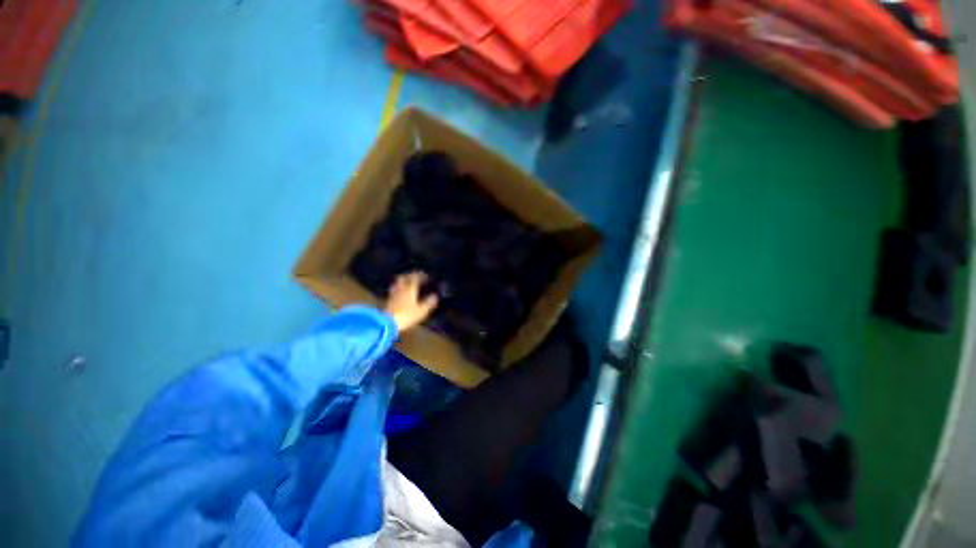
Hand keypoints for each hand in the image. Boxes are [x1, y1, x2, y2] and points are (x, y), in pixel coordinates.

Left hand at [384, 272, 438, 331]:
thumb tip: (435, 296)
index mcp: (410, 289)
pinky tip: (400, 292)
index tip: (426, 276)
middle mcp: (401, 288)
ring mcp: (393, 293)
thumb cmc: (407, 316)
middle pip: (405, 277)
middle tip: (416, 277)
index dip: (421, 275)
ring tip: (408, 283)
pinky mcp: (389, 299)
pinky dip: (398, 287)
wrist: (388, 323)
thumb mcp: (421, 311)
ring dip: (403, 280)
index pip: (415, 277)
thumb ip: (429, 302)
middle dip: (411, 275)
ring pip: (397, 282)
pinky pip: (394, 288)